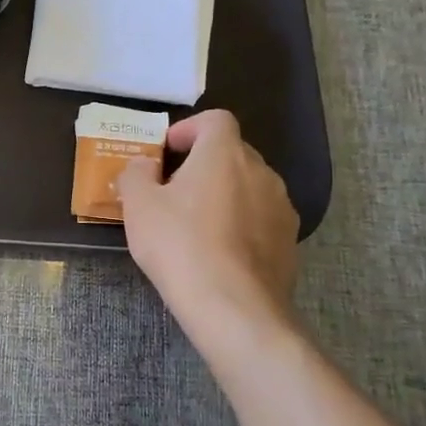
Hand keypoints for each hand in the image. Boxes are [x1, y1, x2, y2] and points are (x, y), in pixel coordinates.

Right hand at [117, 110, 299, 338]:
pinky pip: (260, 218)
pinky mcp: (289, 241)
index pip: (215, 119)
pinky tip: (218, 251)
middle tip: (172, 190)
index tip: (166, 152)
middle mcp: (261, 171)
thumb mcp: (138, 205)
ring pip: (248, 186)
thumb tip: (144, 165)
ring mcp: (281, 207)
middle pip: (231, 152)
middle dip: (202, 163)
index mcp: (224, 153)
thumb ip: (136, 173)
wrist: (233, 306)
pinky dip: (240, 223)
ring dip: (223, 193)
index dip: (188, 129)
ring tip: (195, 223)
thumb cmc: (179, 245)